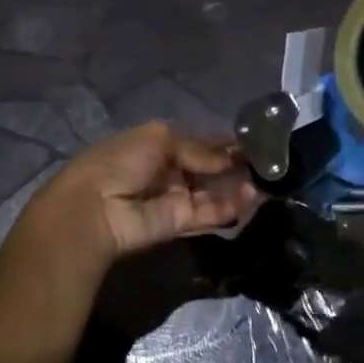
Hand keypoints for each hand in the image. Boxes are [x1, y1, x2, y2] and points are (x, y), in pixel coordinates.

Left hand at [27, 122, 261, 271]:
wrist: (94, 208)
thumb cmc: (120, 162)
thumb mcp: (158, 139)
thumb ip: (197, 148)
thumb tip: (227, 157)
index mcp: (155, 146)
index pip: (196, 143)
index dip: (221, 142)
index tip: (252, 141)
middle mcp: (167, 171)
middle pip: (207, 168)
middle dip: (235, 164)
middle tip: (269, 160)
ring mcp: (174, 198)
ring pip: (213, 191)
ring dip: (238, 185)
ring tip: (269, 179)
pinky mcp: (180, 223)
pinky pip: (210, 212)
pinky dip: (232, 205)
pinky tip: (254, 196)